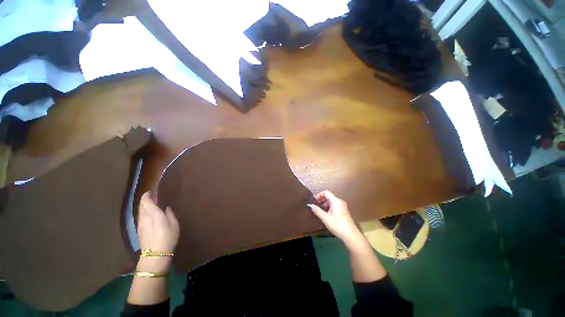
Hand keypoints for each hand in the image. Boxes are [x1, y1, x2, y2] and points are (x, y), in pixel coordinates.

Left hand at [136, 192, 179, 271]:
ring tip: (149, 205)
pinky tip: (147, 216)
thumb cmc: (168, 237)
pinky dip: (143, 213)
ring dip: (143, 207)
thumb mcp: (174, 224)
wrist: (155, 255)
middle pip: (141, 206)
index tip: (150, 191)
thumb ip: (169, 214)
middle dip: (144, 200)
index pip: (146, 201)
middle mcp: (144, 217)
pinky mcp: (139, 231)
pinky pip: (140, 218)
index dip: (147, 195)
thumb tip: (166, 208)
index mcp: (153, 214)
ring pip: (139, 212)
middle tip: (151, 197)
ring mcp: (140, 225)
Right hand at [308, 190, 363, 244]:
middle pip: (329, 196)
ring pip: (331, 202)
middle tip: (315, 206)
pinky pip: (334, 206)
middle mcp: (340, 202)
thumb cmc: (338, 225)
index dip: (319, 195)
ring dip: (324, 204)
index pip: (326, 192)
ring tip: (319, 211)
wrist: (351, 236)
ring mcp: (342, 207)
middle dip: (321, 200)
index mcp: (336, 201)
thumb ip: (317, 210)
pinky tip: (325, 215)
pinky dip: (328, 208)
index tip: (314, 201)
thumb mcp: (325, 218)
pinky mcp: (343, 212)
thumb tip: (310, 205)